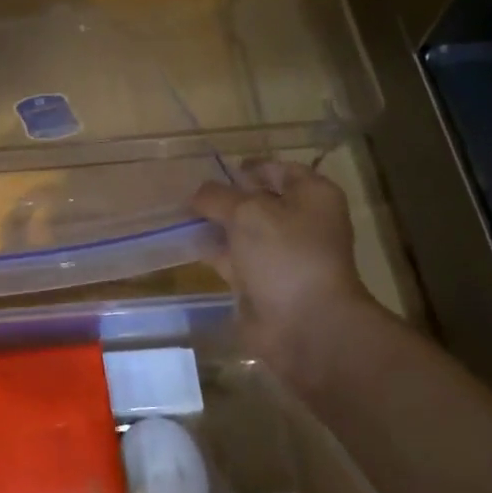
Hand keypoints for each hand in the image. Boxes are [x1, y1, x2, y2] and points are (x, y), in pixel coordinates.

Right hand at [192, 159, 380, 384]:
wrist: (304, 324)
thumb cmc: (285, 255)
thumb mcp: (247, 212)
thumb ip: (218, 196)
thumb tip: (199, 194)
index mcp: (312, 195)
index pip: (278, 169)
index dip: (246, 168)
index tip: (212, 171)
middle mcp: (300, 221)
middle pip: (258, 200)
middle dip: (225, 197)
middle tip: (188, 193)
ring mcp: (281, 253)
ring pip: (242, 230)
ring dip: (215, 224)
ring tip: (178, 214)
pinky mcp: (262, 280)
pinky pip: (233, 257)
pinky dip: (212, 251)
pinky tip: (185, 242)